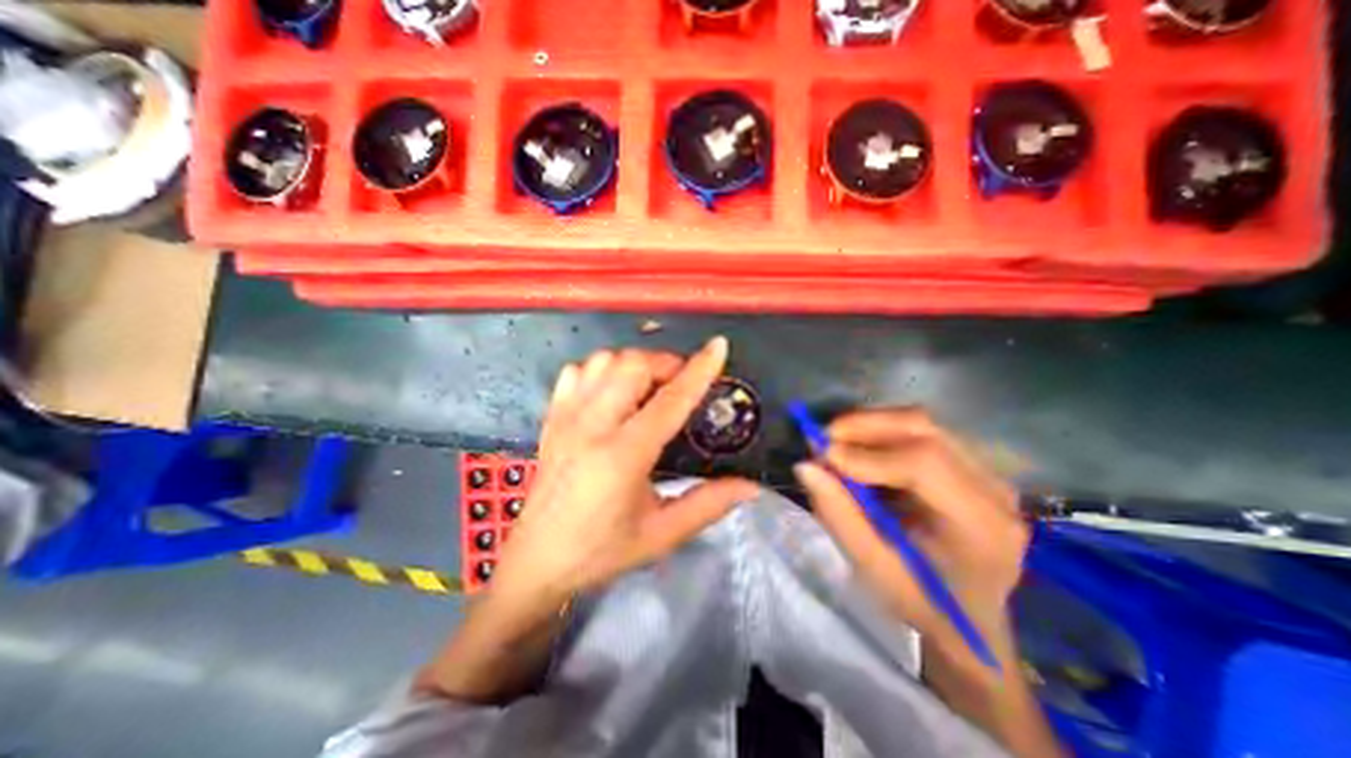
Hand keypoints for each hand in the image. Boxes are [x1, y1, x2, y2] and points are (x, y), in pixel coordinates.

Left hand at [492, 342, 758, 613]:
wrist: (537, 563)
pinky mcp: (551, 418)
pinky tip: (612, 391)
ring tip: (650, 385)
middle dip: (666, 363)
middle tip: (682, 383)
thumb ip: (708, 504)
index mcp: (623, 456)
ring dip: (634, 364)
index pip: (669, 400)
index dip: (699, 370)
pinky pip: (577, 372)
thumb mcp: (661, 534)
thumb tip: (750, 485)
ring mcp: (566, 418)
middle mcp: (591, 427)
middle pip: (633, 366)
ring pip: (604, 361)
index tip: (718, 346)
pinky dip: (601, 370)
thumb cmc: (602, 551)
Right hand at [795, 412, 1023, 666]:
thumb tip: (805, 465)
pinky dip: (883, 433)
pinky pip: (922, 432)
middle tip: (824, 439)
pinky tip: (862, 452)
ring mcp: (988, 472)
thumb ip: (838, 514)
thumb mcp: (873, 567)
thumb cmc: (922, 601)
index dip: (866, 454)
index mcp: (981, 526)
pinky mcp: (973, 464)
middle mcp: (993, 489)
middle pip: (924, 429)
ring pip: (921, 423)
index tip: (822, 456)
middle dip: (864, 426)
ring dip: (871, 426)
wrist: (971, 619)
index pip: (924, 464)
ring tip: (838, 444)